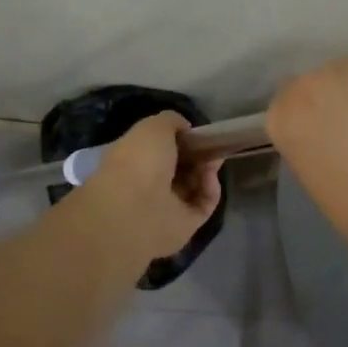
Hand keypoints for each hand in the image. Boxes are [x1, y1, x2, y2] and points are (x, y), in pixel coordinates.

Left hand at [83, 111, 223, 260]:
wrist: (136, 209)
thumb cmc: (139, 160)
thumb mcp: (154, 126)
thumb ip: (171, 121)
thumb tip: (185, 129)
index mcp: (132, 160)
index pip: (158, 149)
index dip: (178, 139)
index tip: (194, 132)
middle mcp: (147, 183)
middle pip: (179, 167)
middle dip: (197, 155)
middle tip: (212, 145)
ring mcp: (165, 206)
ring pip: (193, 185)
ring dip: (206, 170)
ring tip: (214, 159)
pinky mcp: (184, 225)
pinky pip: (203, 204)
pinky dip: (210, 189)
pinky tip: (210, 177)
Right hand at [267, 50, 347, 232]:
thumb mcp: (317, 178)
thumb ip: (315, 146)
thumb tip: (335, 137)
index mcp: (282, 117)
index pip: (293, 101)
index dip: (320, 113)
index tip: (337, 130)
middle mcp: (305, 83)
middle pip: (325, 80)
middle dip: (344, 97)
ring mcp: (344, 67)